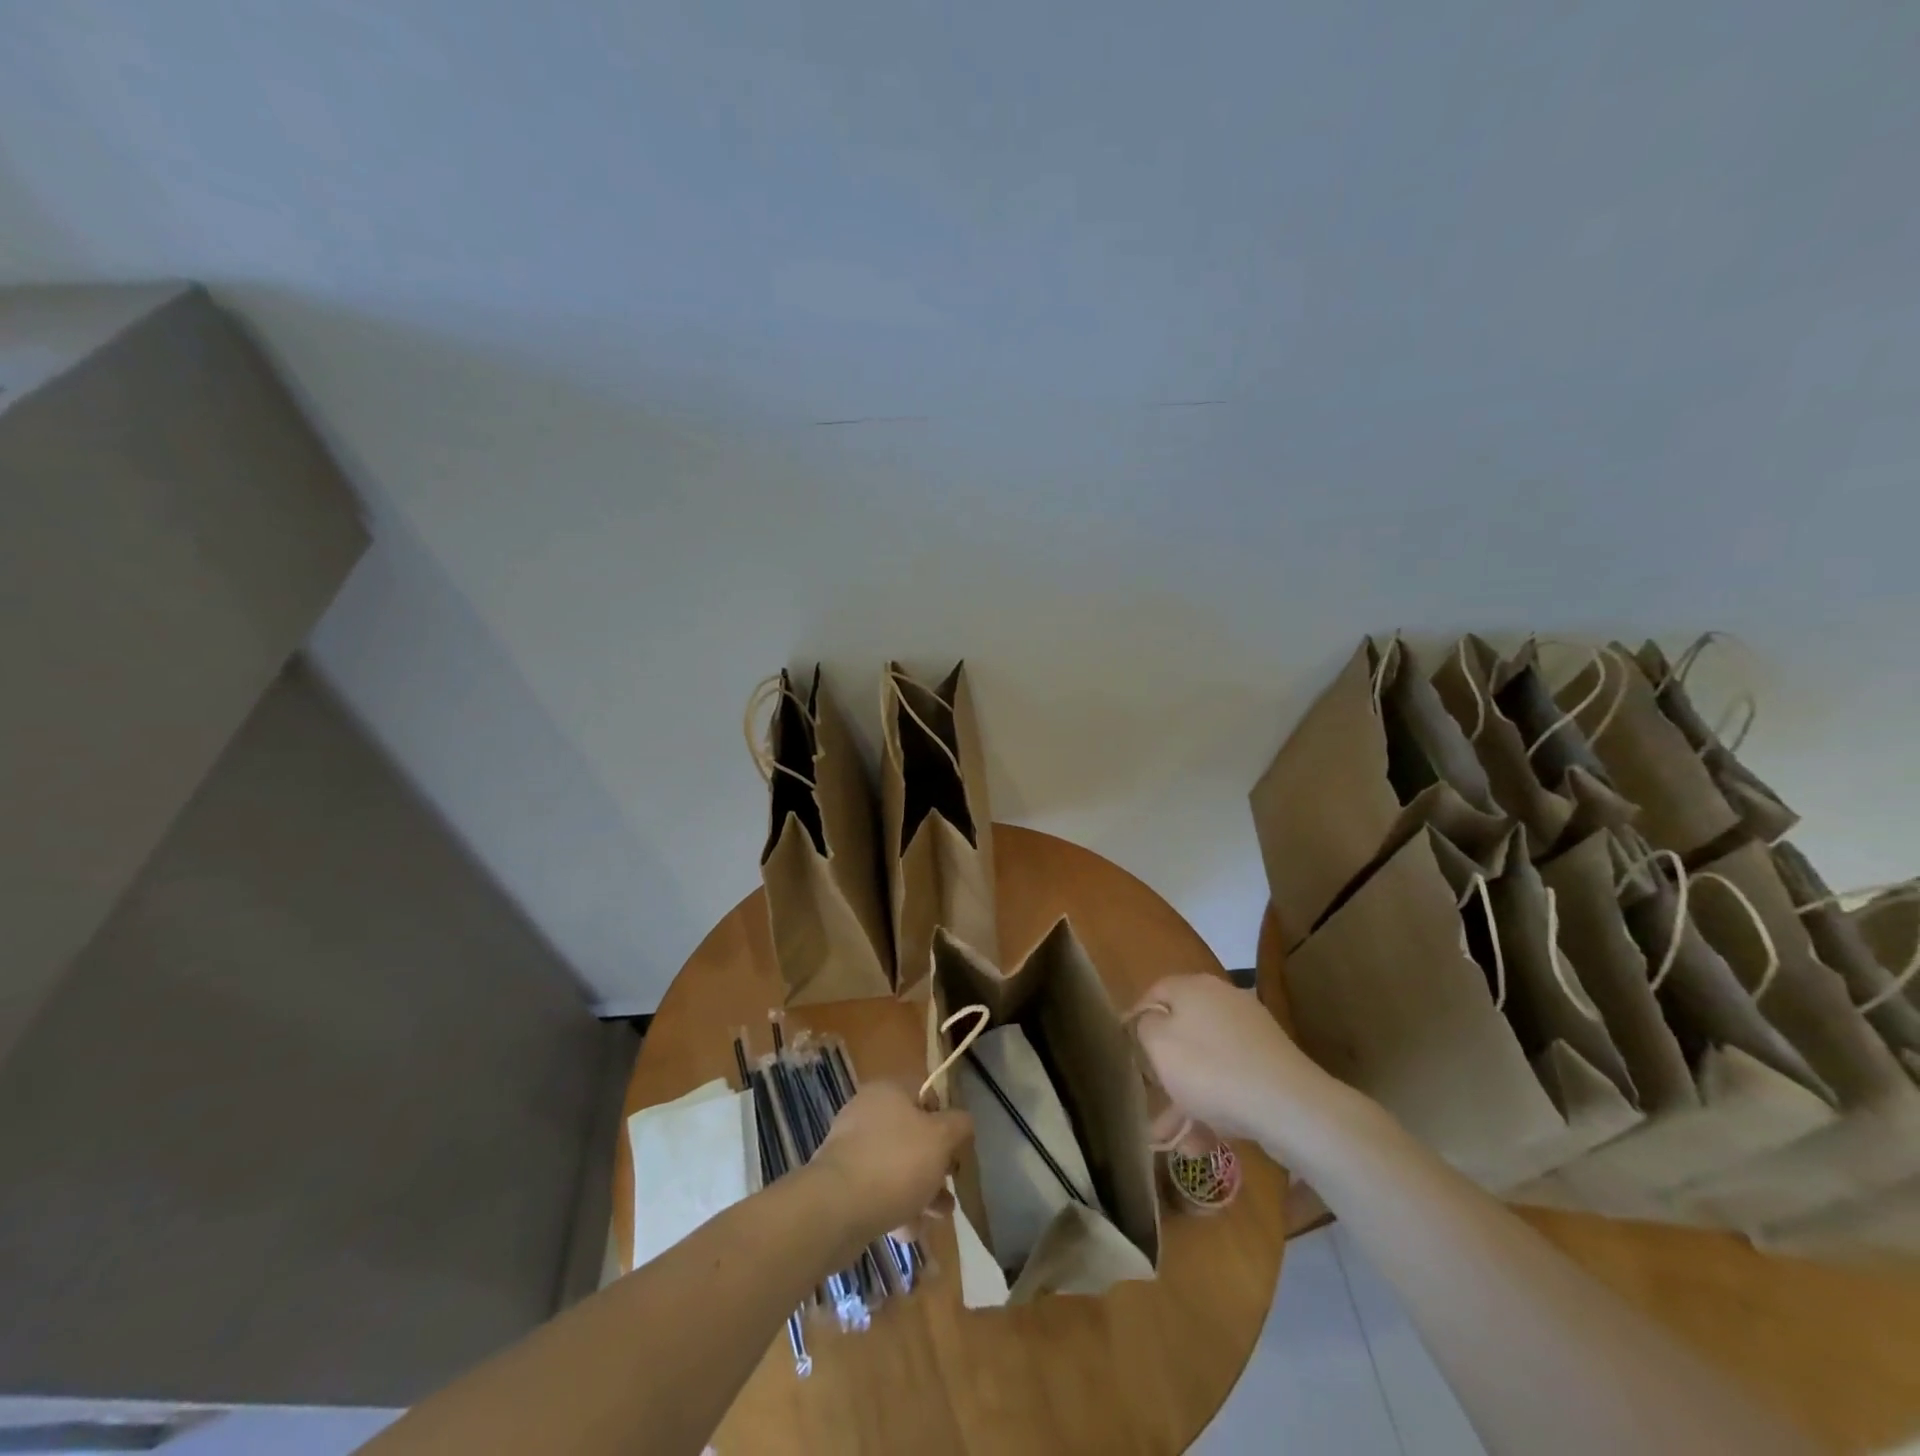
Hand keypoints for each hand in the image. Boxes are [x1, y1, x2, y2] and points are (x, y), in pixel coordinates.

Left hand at [812, 1082, 972, 1243]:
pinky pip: (877, 1188)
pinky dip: (895, 1205)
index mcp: (889, 1091)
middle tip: (950, 1186)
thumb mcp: (941, 1138)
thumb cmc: (896, 1163)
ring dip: (920, 1188)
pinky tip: (909, 1231)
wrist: (836, 1208)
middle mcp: (867, 1112)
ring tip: (939, 1217)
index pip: (925, 1092)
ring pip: (896, 1164)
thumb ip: (959, 1125)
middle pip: (912, 1132)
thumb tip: (963, 1121)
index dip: (946, 1117)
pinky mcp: (841, 1181)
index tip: (957, 1147)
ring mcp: (851, 1147)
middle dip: (935, 1163)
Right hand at [1131, 974, 1339, 1150]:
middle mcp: (1223, 1001)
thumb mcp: (1159, 1045)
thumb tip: (1150, 1022)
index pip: (1154, 993)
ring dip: (1188, 1098)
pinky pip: (1231, 1080)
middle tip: (1152, 1098)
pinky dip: (1216, 1106)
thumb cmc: (1211, 1070)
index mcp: (1194, 987)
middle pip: (1182, 1030)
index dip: (1136, 1020)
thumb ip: (1144, 1027)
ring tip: (1175, 1140)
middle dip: (1165, 1069)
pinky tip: (1205, 1141)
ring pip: (1207, 1062)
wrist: (1291, 1107)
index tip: (1127, 1053)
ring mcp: (1250, 1034)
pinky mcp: (1270, 1065)